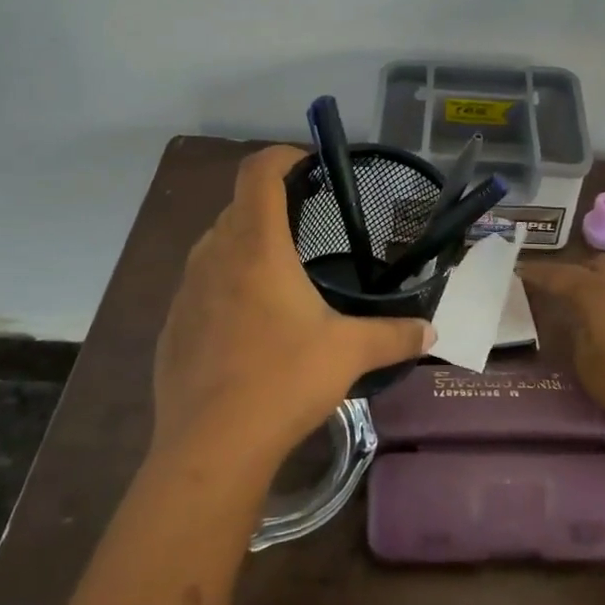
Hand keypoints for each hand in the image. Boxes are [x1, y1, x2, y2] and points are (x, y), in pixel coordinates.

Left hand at [151, 145, 434, 474]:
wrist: (210, 448)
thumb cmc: (283, 381)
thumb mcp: (349, 353)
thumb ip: (394, 335)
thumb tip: (432, 332)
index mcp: (256, 246)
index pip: (258, 172)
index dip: (282, 155)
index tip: (309, 164)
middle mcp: (214, 256)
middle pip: (238, 205)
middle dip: (271, 203)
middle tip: (307, 223)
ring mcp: (186, 290)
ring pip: (215, 244)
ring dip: (245, 242)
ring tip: (280, 272)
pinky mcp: (172, 325)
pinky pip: (200, 284)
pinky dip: (225, 282)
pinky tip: (248, 323)